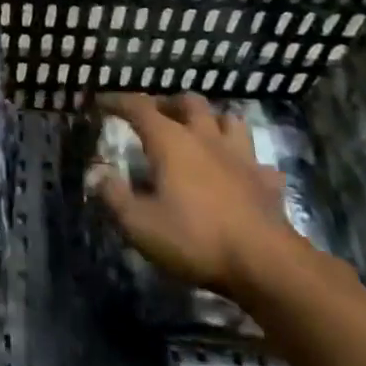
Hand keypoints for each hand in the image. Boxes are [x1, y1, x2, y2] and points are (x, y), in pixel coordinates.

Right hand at [93, 94, 295, 293]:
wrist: (266, 264)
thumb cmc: (196, 238)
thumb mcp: (140, 224)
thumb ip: (114, 197)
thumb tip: (98, 176)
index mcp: (171, 141)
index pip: (139, 106)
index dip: (117, 101)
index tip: (101, 102)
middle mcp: (205, 138)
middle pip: (189, 102)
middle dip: (170, 103)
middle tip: (158, 116)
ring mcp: (241, 157)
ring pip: (229, 121)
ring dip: (213, 121)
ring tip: (202, 133)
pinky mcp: (267, 183)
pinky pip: (259, 163)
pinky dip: (248, 164)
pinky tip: (242, 174)